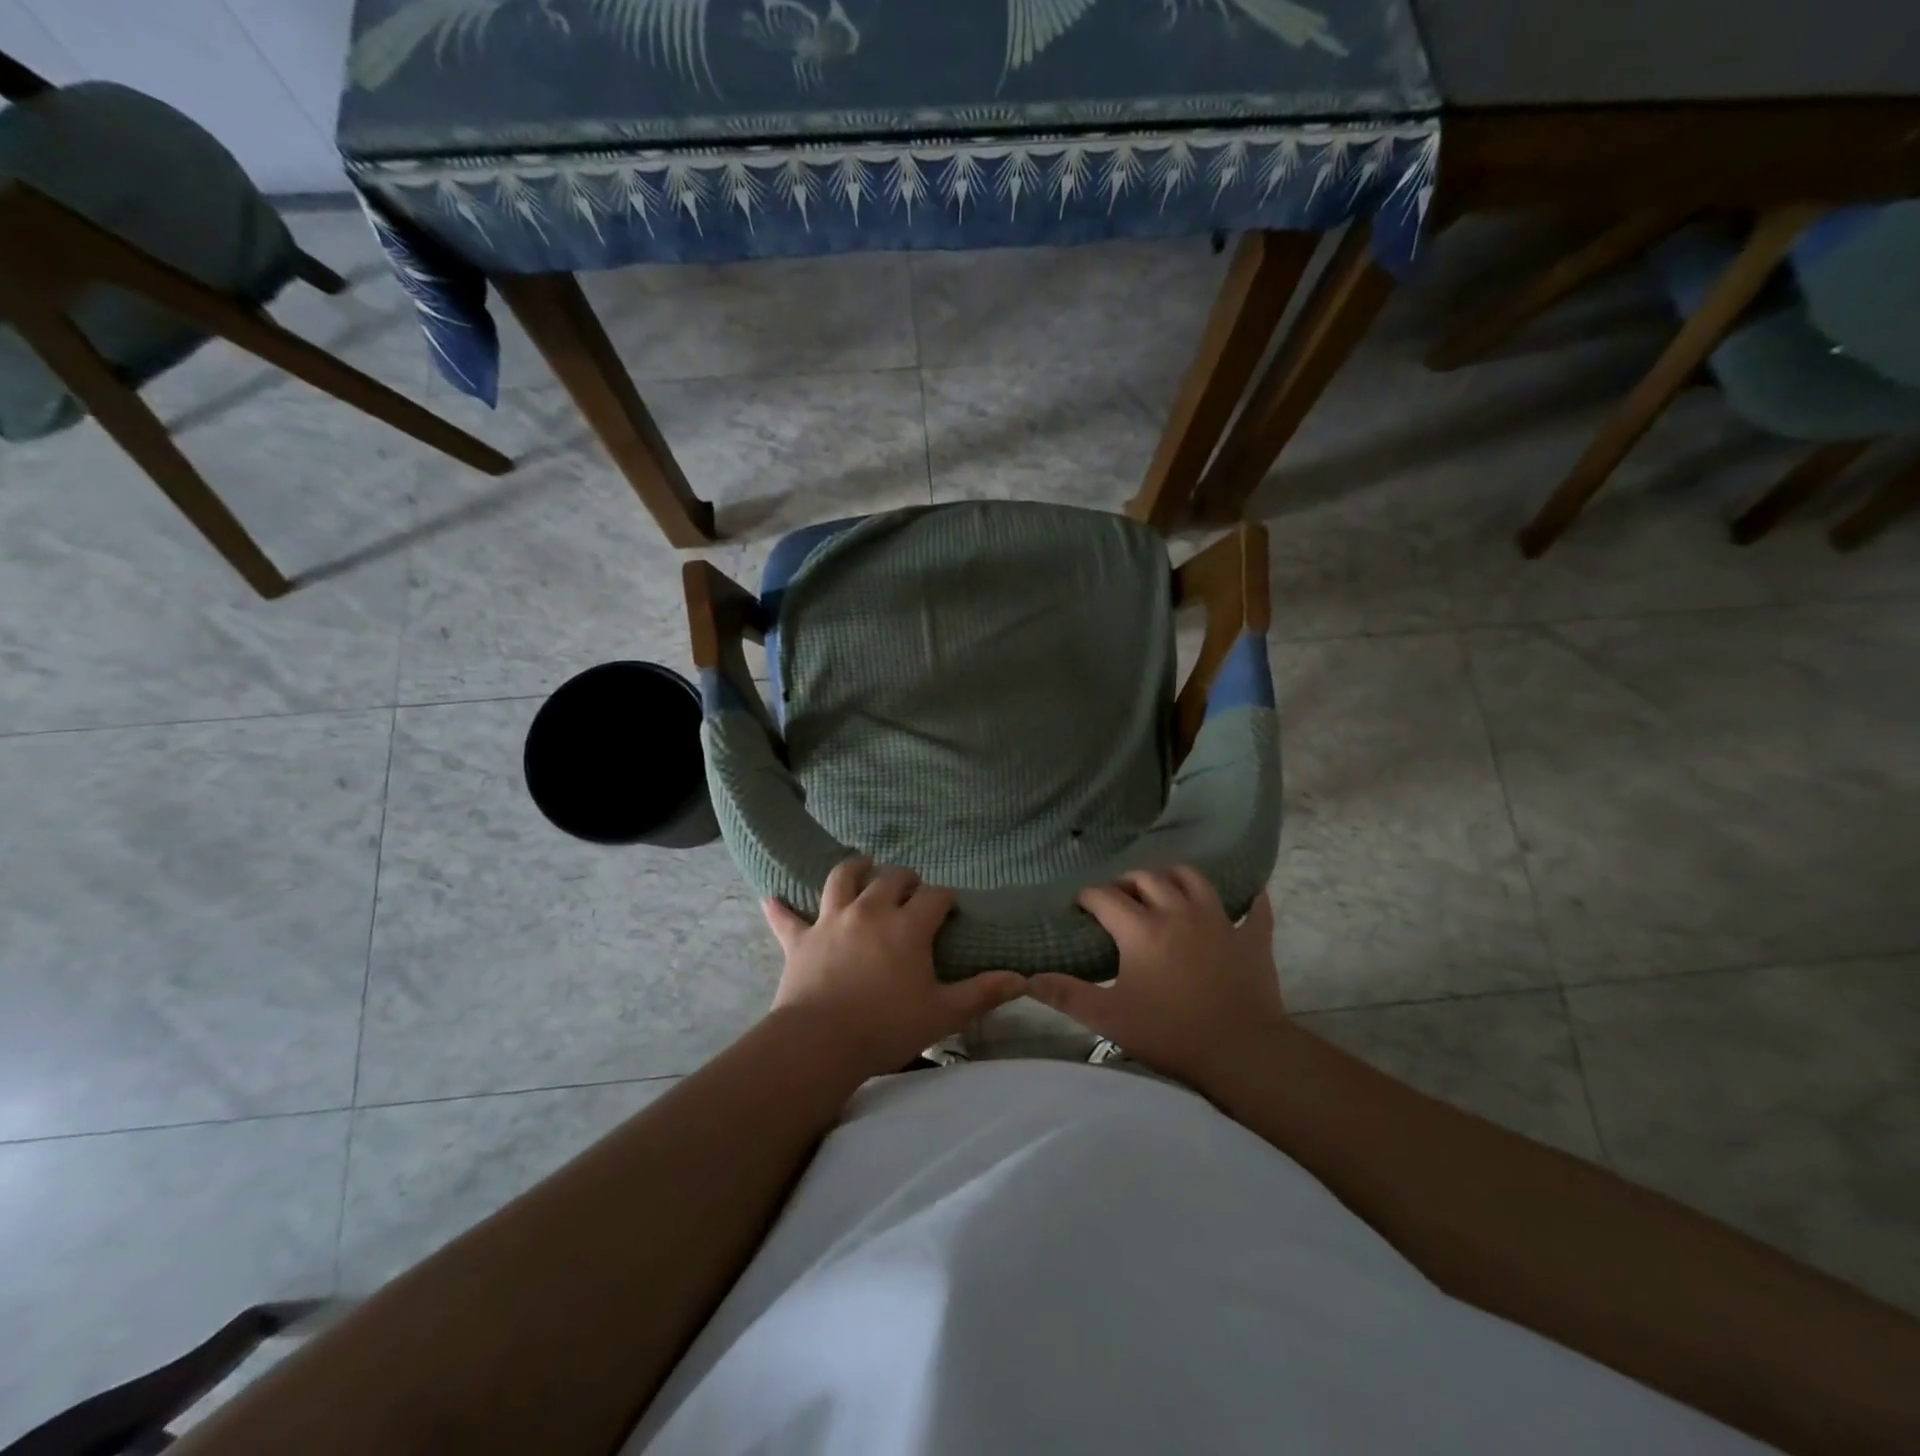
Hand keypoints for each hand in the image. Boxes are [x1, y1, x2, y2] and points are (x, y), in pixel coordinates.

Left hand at [764, 857, 1025, 1078]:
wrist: (820, 1044)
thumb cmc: (887, 1027)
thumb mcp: (943, 1013)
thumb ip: (982, 993)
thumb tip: (1021, 979)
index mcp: (908, 925)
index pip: (934, 895)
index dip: (944, 898)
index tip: (948, 908)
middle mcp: (871, 910)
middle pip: (891, 877)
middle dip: (906, 879)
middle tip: (911, 891)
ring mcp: (832, 920)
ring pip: (843, 878)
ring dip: (855, 868)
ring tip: (863, 866)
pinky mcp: (801, 938)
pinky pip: (787, 918)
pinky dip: (780, 908)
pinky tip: (771, 898)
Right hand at [1028, 867, 1284, 1088]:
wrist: (1242, 1052)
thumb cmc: (1170, 1034)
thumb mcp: (1109, 1018)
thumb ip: (1066, 996)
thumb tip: (1027, 979)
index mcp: (1141, 928)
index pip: (1105, 897)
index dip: (1088, 897)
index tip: (1079, 907)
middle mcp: (1178, 911)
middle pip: (1147, 878)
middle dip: (1127, 882)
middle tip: (1117, 899)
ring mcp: (1218, 920)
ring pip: (1193, 878)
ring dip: (1173, 877)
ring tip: (1163, 890)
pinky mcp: (1251, 937)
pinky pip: (1253, 908)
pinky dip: (1247, 899)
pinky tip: (1246, 896)